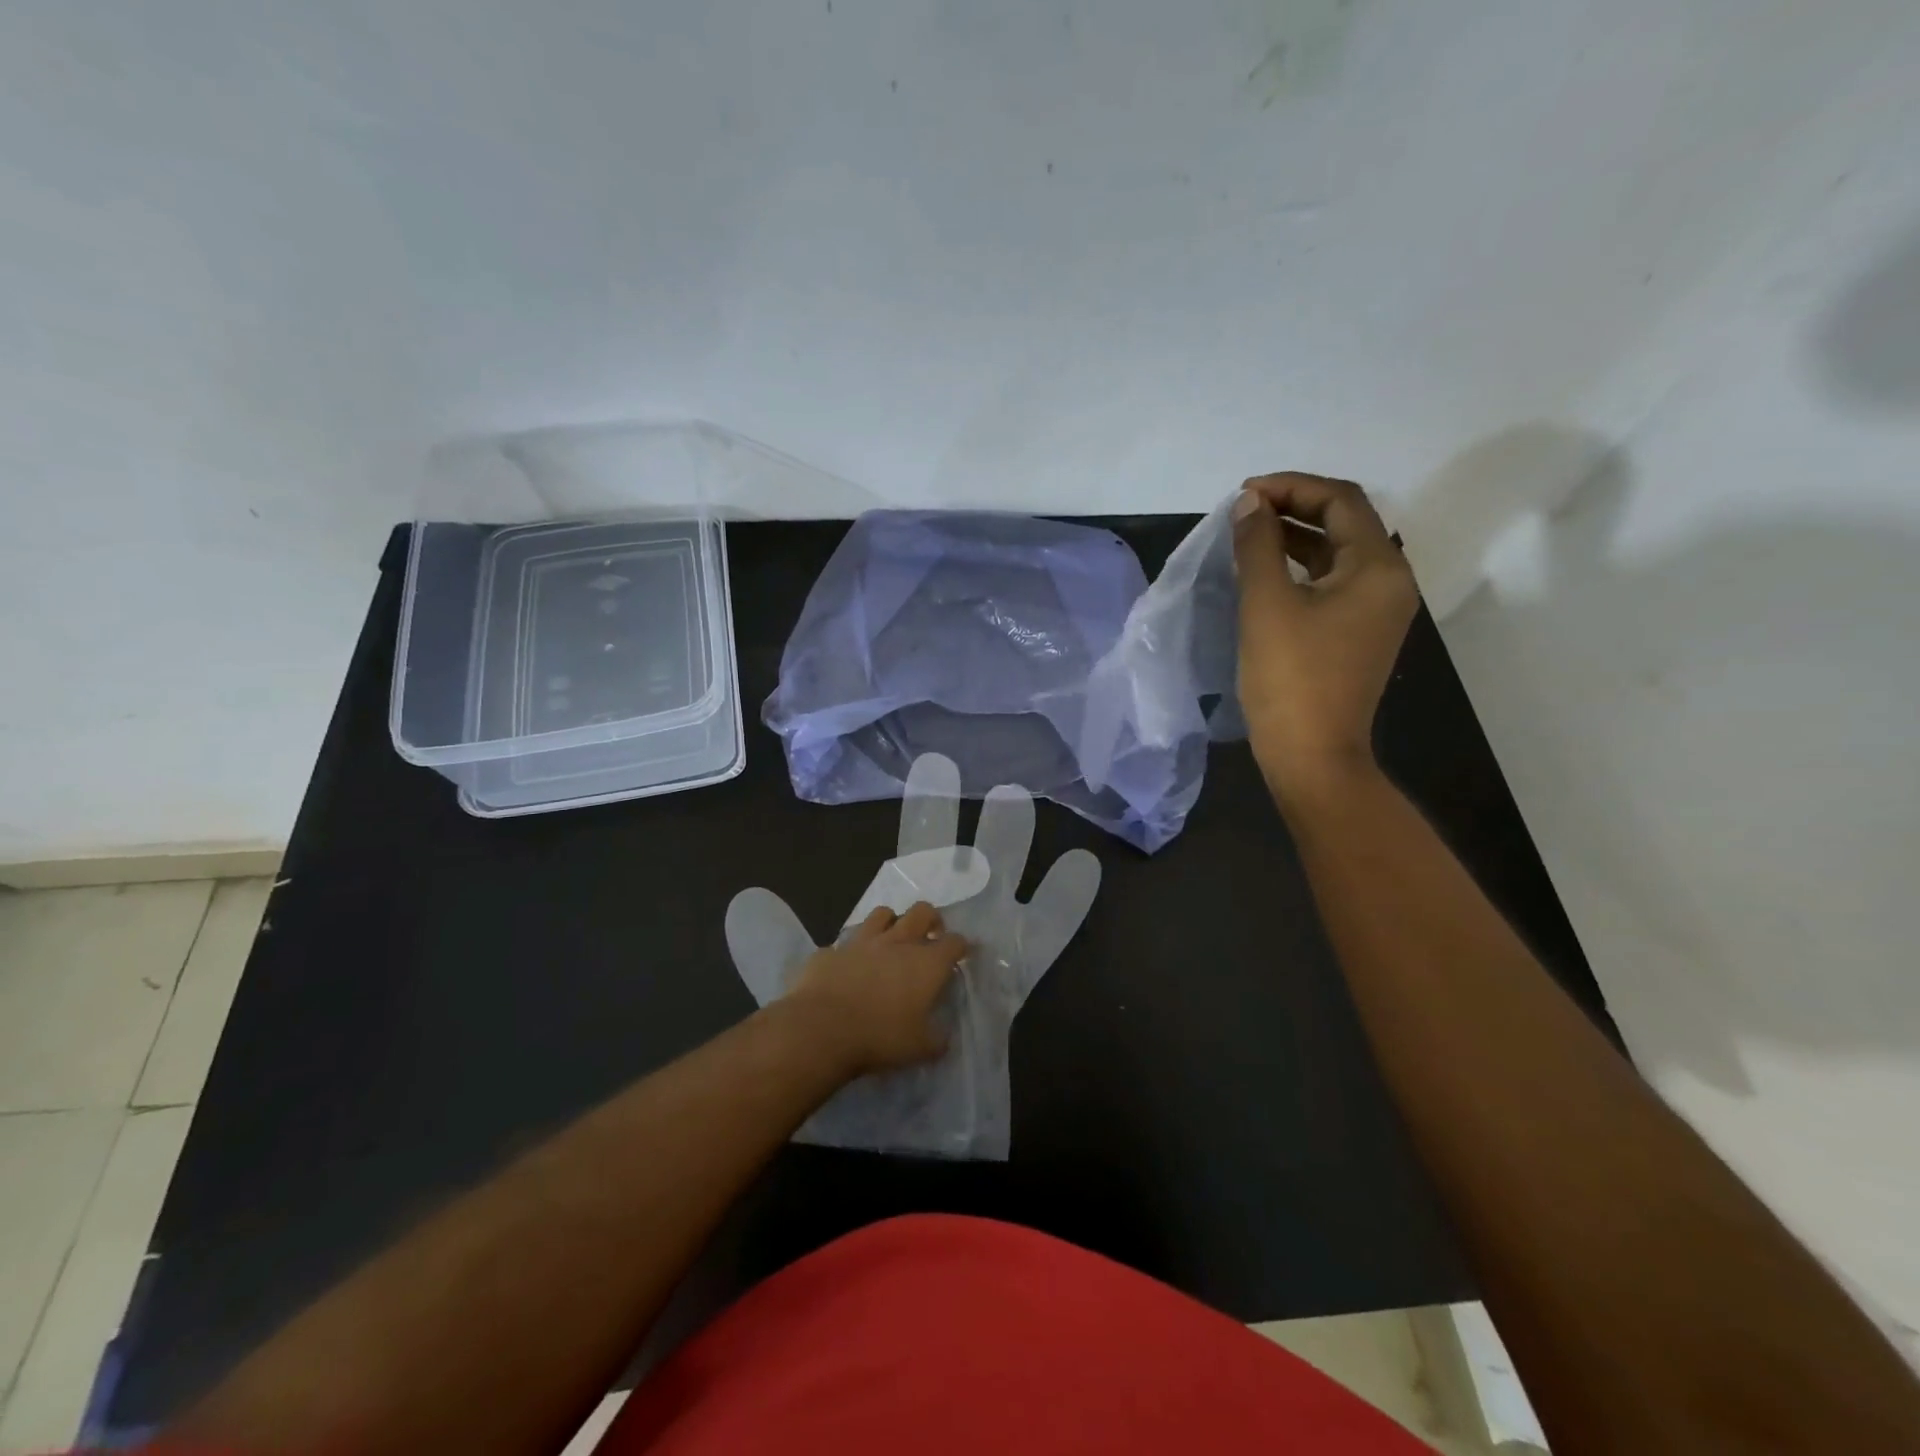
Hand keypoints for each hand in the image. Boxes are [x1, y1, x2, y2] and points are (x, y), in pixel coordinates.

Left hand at [783, 902, 967, 1076]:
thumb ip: (936, 1039)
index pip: (955, 942)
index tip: (963, 954)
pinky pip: (845, 942)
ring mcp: (862, 941)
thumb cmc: (880, 1037)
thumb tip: (943, 1037)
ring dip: (891, 923)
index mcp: (926, 963)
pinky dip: (851, 951)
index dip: (962, 947)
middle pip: (922, 911)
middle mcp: (898, 942)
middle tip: (930, 936)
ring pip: (882, 914)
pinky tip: (849, 967)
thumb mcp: (919, 1048)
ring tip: (890, 941)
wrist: (821, 1028)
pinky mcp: (832, 950)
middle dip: (931, 919)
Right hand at [1232, 472, 1417, 801]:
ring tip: (1248, 535)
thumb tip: (1250, 503)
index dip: (1291, 487)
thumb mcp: (1267, 604)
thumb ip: (1258, 545)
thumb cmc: (1290, 678)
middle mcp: (1389, 582)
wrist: (1312, 755)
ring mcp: (1376, 611)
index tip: (1244, 494)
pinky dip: (1300, 568)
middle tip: (1244, 511)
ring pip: (1337, 554)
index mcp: (1378, 568)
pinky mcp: (1358, 635)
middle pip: (1345, 523)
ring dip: (1295, 537)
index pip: (1341, 500)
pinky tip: (1265, 573)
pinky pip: (1332, 584)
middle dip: (1293, 508)